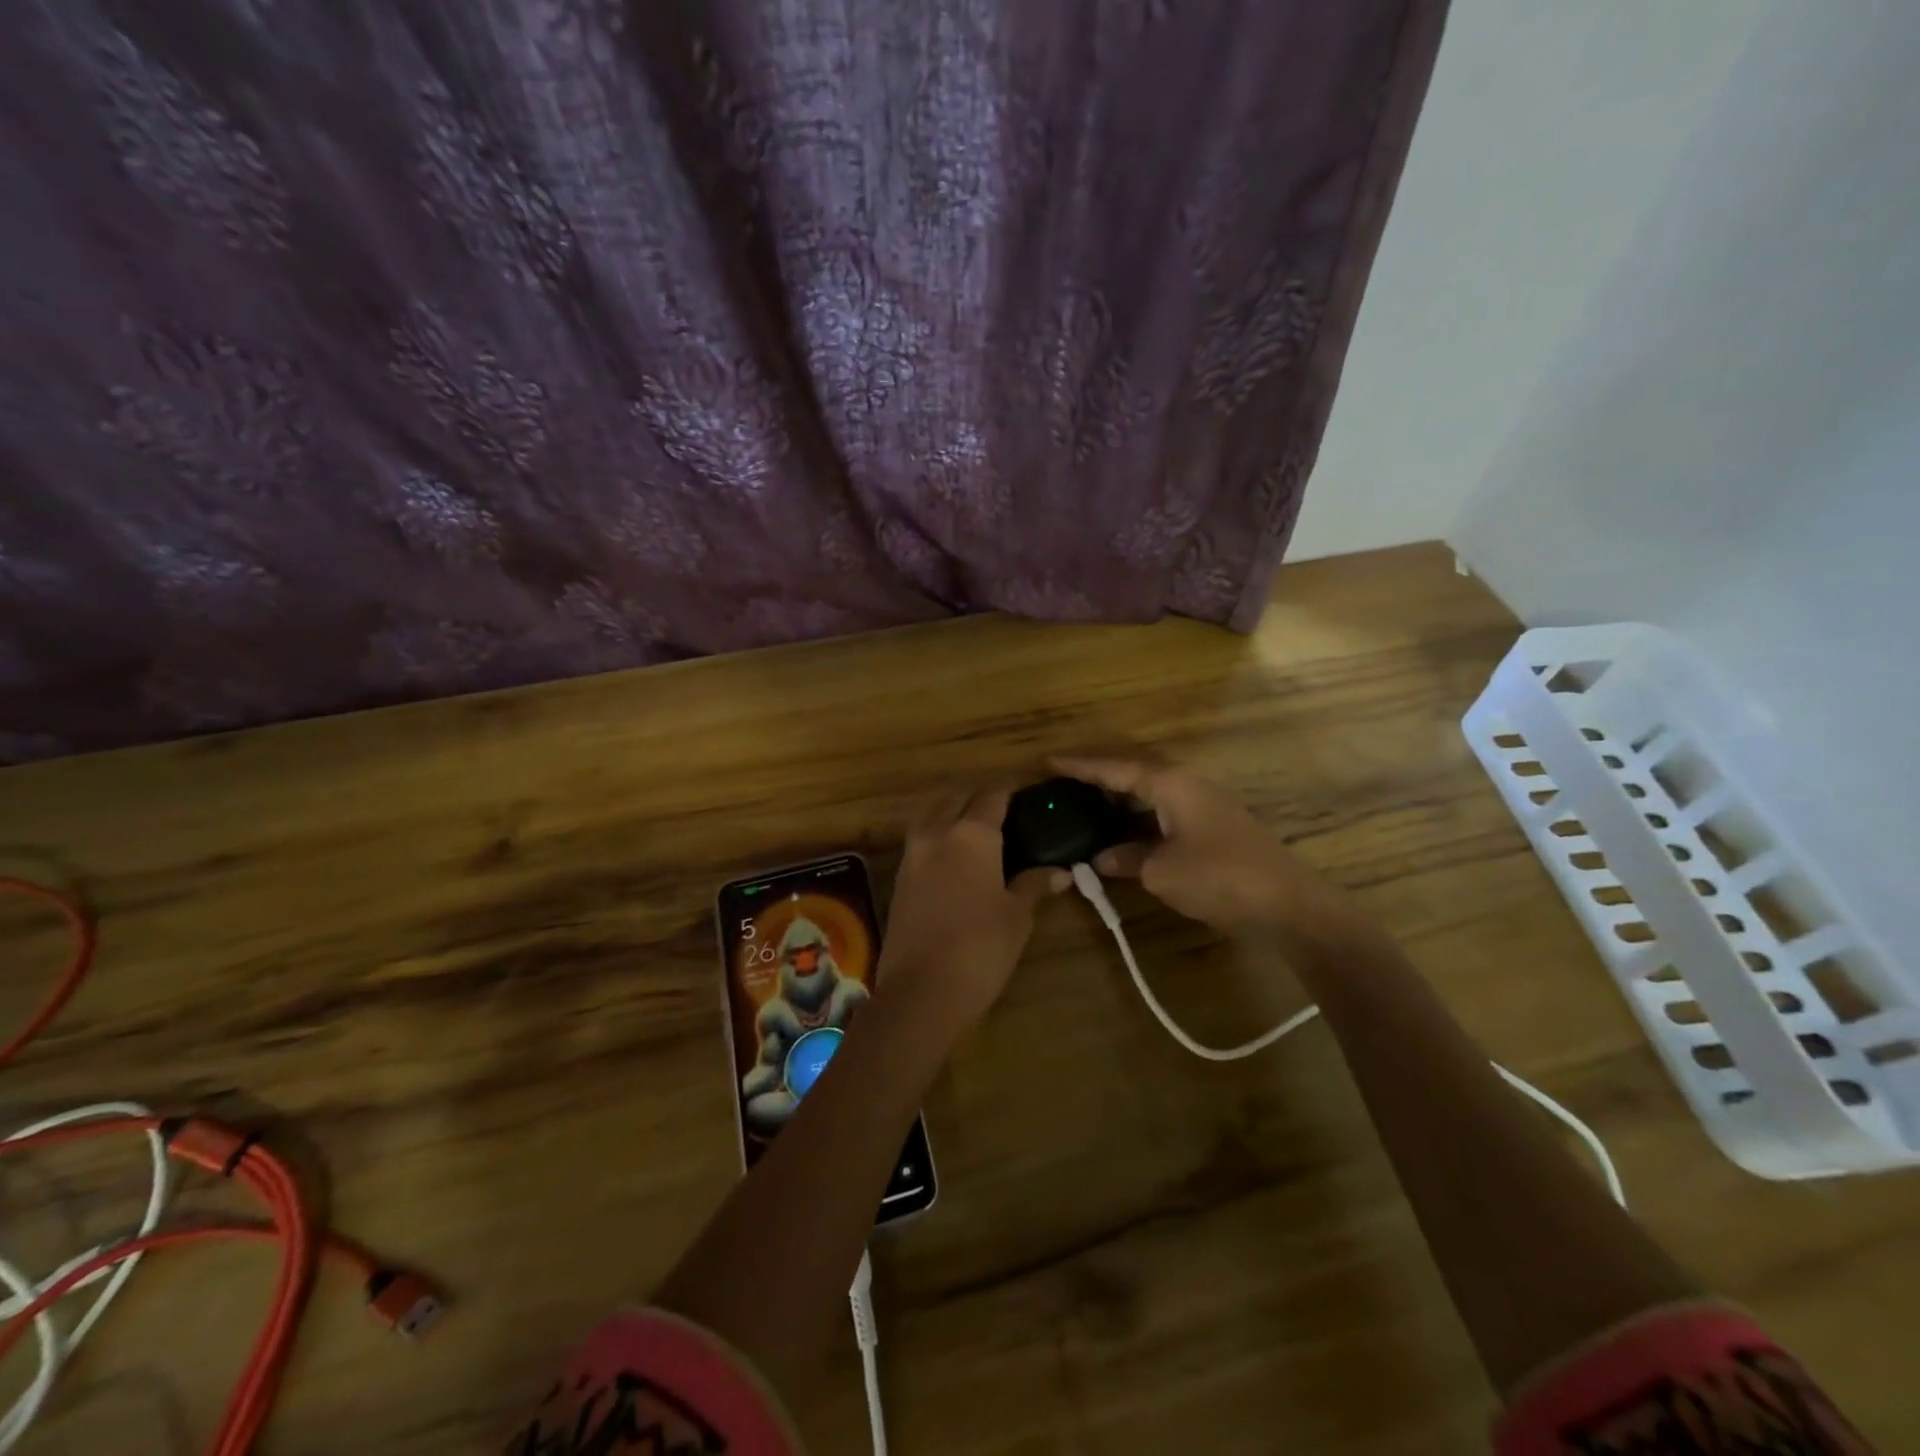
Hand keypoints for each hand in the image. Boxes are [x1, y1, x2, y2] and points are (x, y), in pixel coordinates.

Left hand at [877, 788, 1067, 1032]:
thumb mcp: (1017, 916)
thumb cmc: (980, 948)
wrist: (920, 991)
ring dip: (952, 814)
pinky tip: (954, 859)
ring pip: (932, 816)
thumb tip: (1060, 872)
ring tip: (978, 833)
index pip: (992, 796)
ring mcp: (913, 855)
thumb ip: (1034, 885)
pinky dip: (937, 837)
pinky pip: (920, 841)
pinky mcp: (899, 879)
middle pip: (957, 799)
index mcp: (971, 833)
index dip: (1011, 792)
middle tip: (1004, 814)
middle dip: (979, 799)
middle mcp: (938, 833)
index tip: (1028, 796)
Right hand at [1054, 756, 1354, 934]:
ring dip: (1122, 797)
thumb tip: (1102, 858)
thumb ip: (1127, 859)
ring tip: (1089, 804)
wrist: (1288, 904)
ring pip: (1153, 792)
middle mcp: (1189, 784)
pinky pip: (1166, 810)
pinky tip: (1128, 833)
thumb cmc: (1219, 877)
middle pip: (1136, 771)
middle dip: (1101, 775)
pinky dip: (1141, 816)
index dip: (1081, 766)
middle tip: (1066, 781)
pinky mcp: (1217, 826)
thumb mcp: (1162, 872)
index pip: (1116, 768)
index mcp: (1172, 784)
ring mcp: (1206, 804)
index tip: (1050, 761)